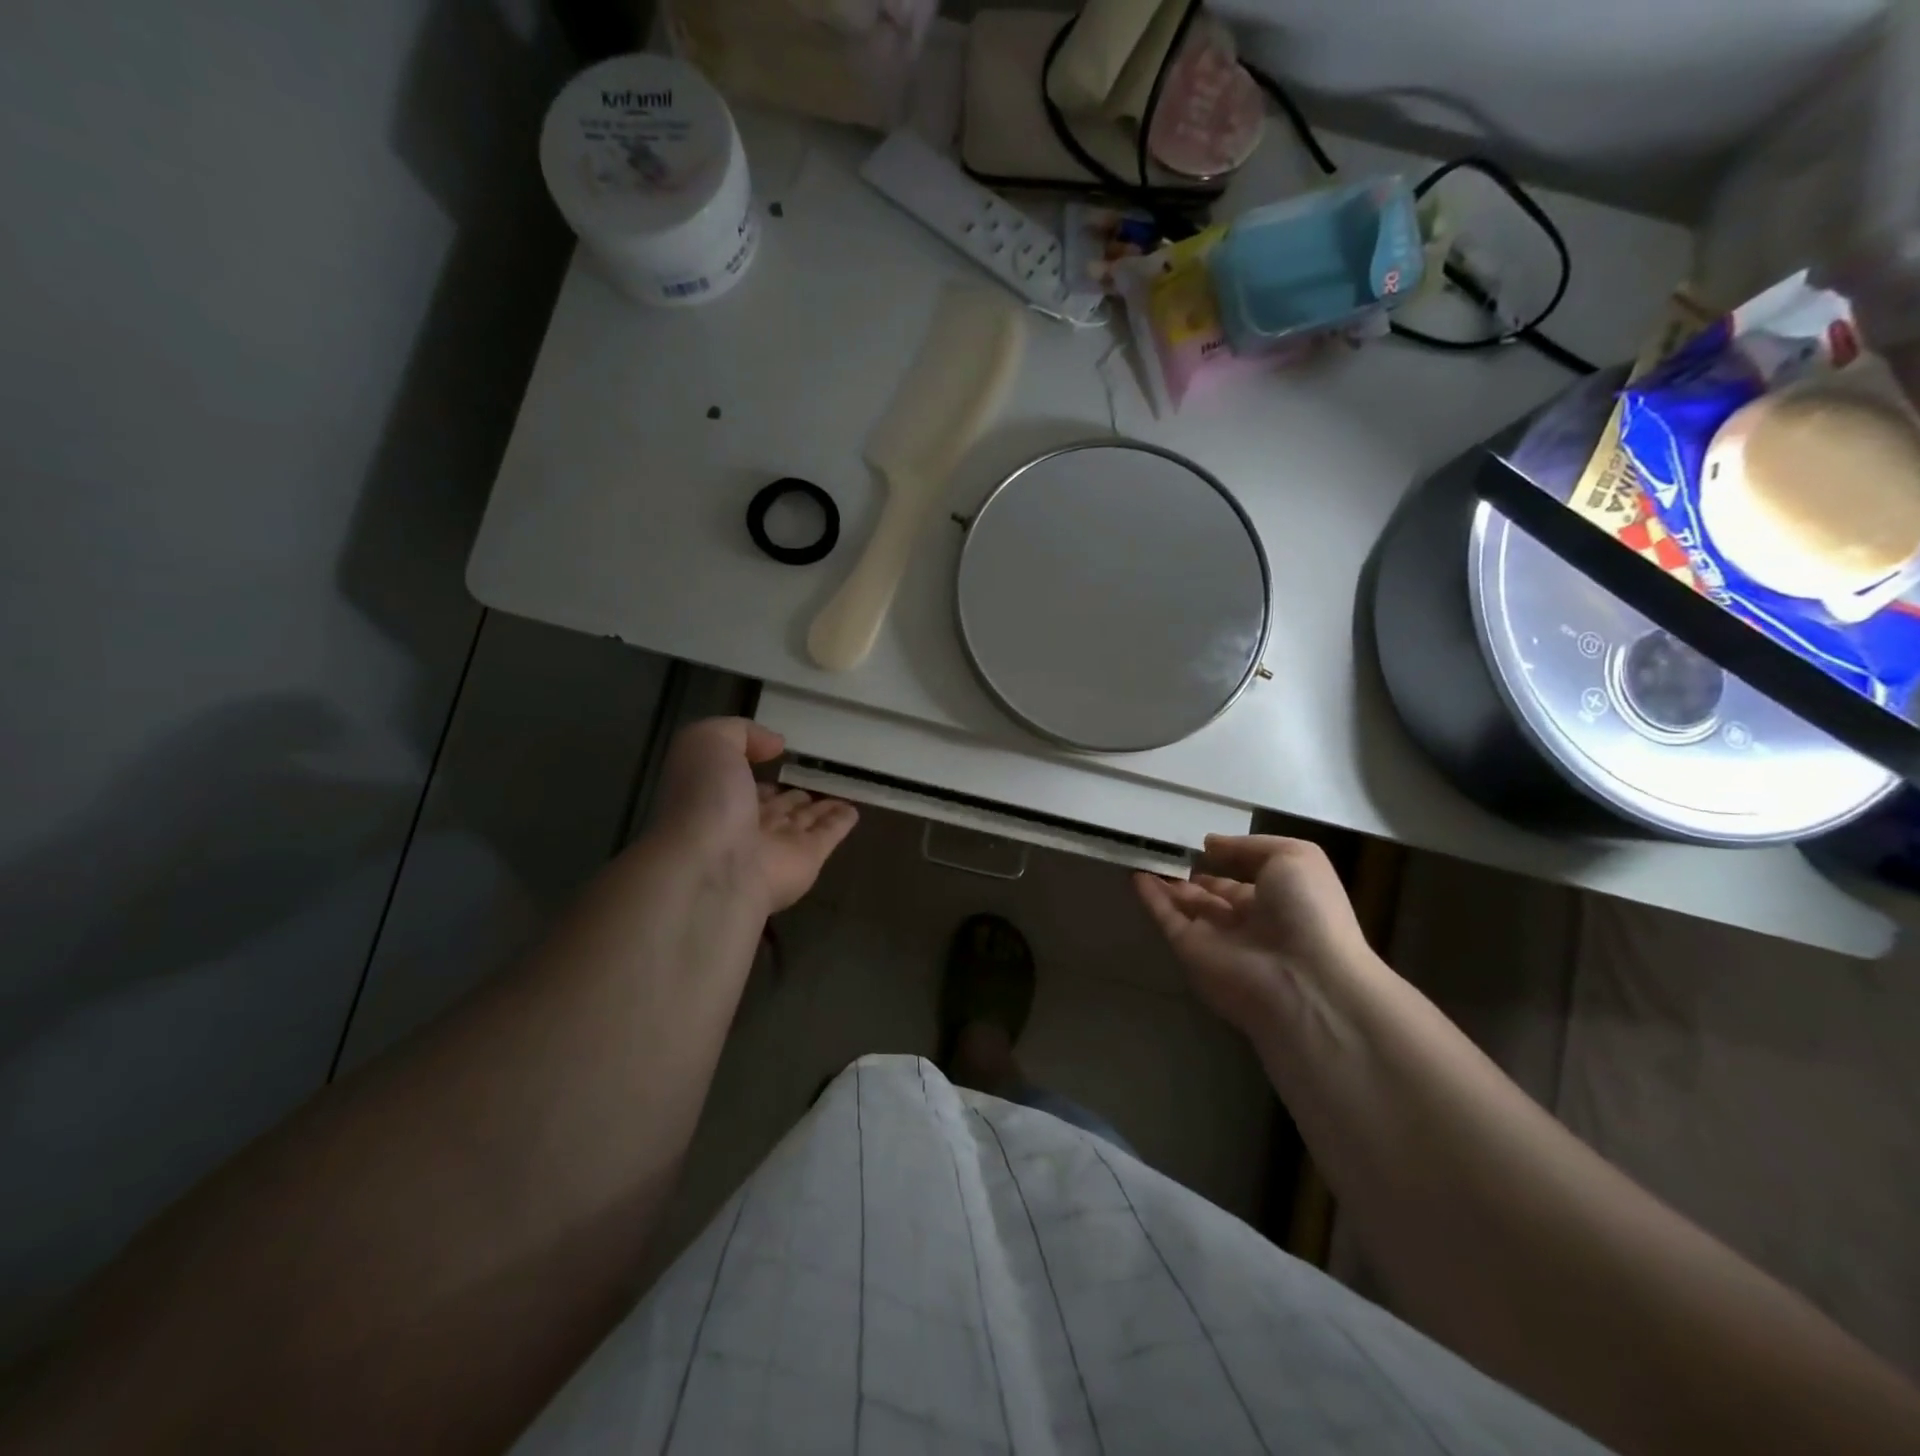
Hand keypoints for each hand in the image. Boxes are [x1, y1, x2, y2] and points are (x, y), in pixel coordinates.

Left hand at [651, 718, 858, 913]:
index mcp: (715, 796)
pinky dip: (840, 823)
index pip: (738, 780)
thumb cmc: (705, 801)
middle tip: (808, 778)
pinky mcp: (808, 860)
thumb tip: (775, 745)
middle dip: (786, 793)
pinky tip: (853, 811)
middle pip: (771, 805)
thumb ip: (739, 733)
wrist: (716, 868)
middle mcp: (743, 822)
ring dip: (816, 809)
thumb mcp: (706, 743)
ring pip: (801, 820)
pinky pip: (828, 836)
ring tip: (836, 793)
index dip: (752, 768)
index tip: (773, 754)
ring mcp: (776, 845)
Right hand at [1133, 836, 1372, 1038]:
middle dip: (1192, 874)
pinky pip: (1167, 919)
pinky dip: (1151, 898)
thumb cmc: (1308, 911)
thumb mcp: (1295, 857)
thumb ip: (1249, 846)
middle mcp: (1249, 920)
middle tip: (1165, 849)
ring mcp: (1217, 937)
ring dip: (1167, 883)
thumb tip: (1210, 844)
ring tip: (1142, 854)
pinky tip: (1136, 875)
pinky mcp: (1190, 950)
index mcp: (1281, 899)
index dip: (1227, 860)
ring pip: (1186, 905)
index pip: (1247, 878)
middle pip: (1213, 894)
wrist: (1302, 979)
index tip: (1202, 843)